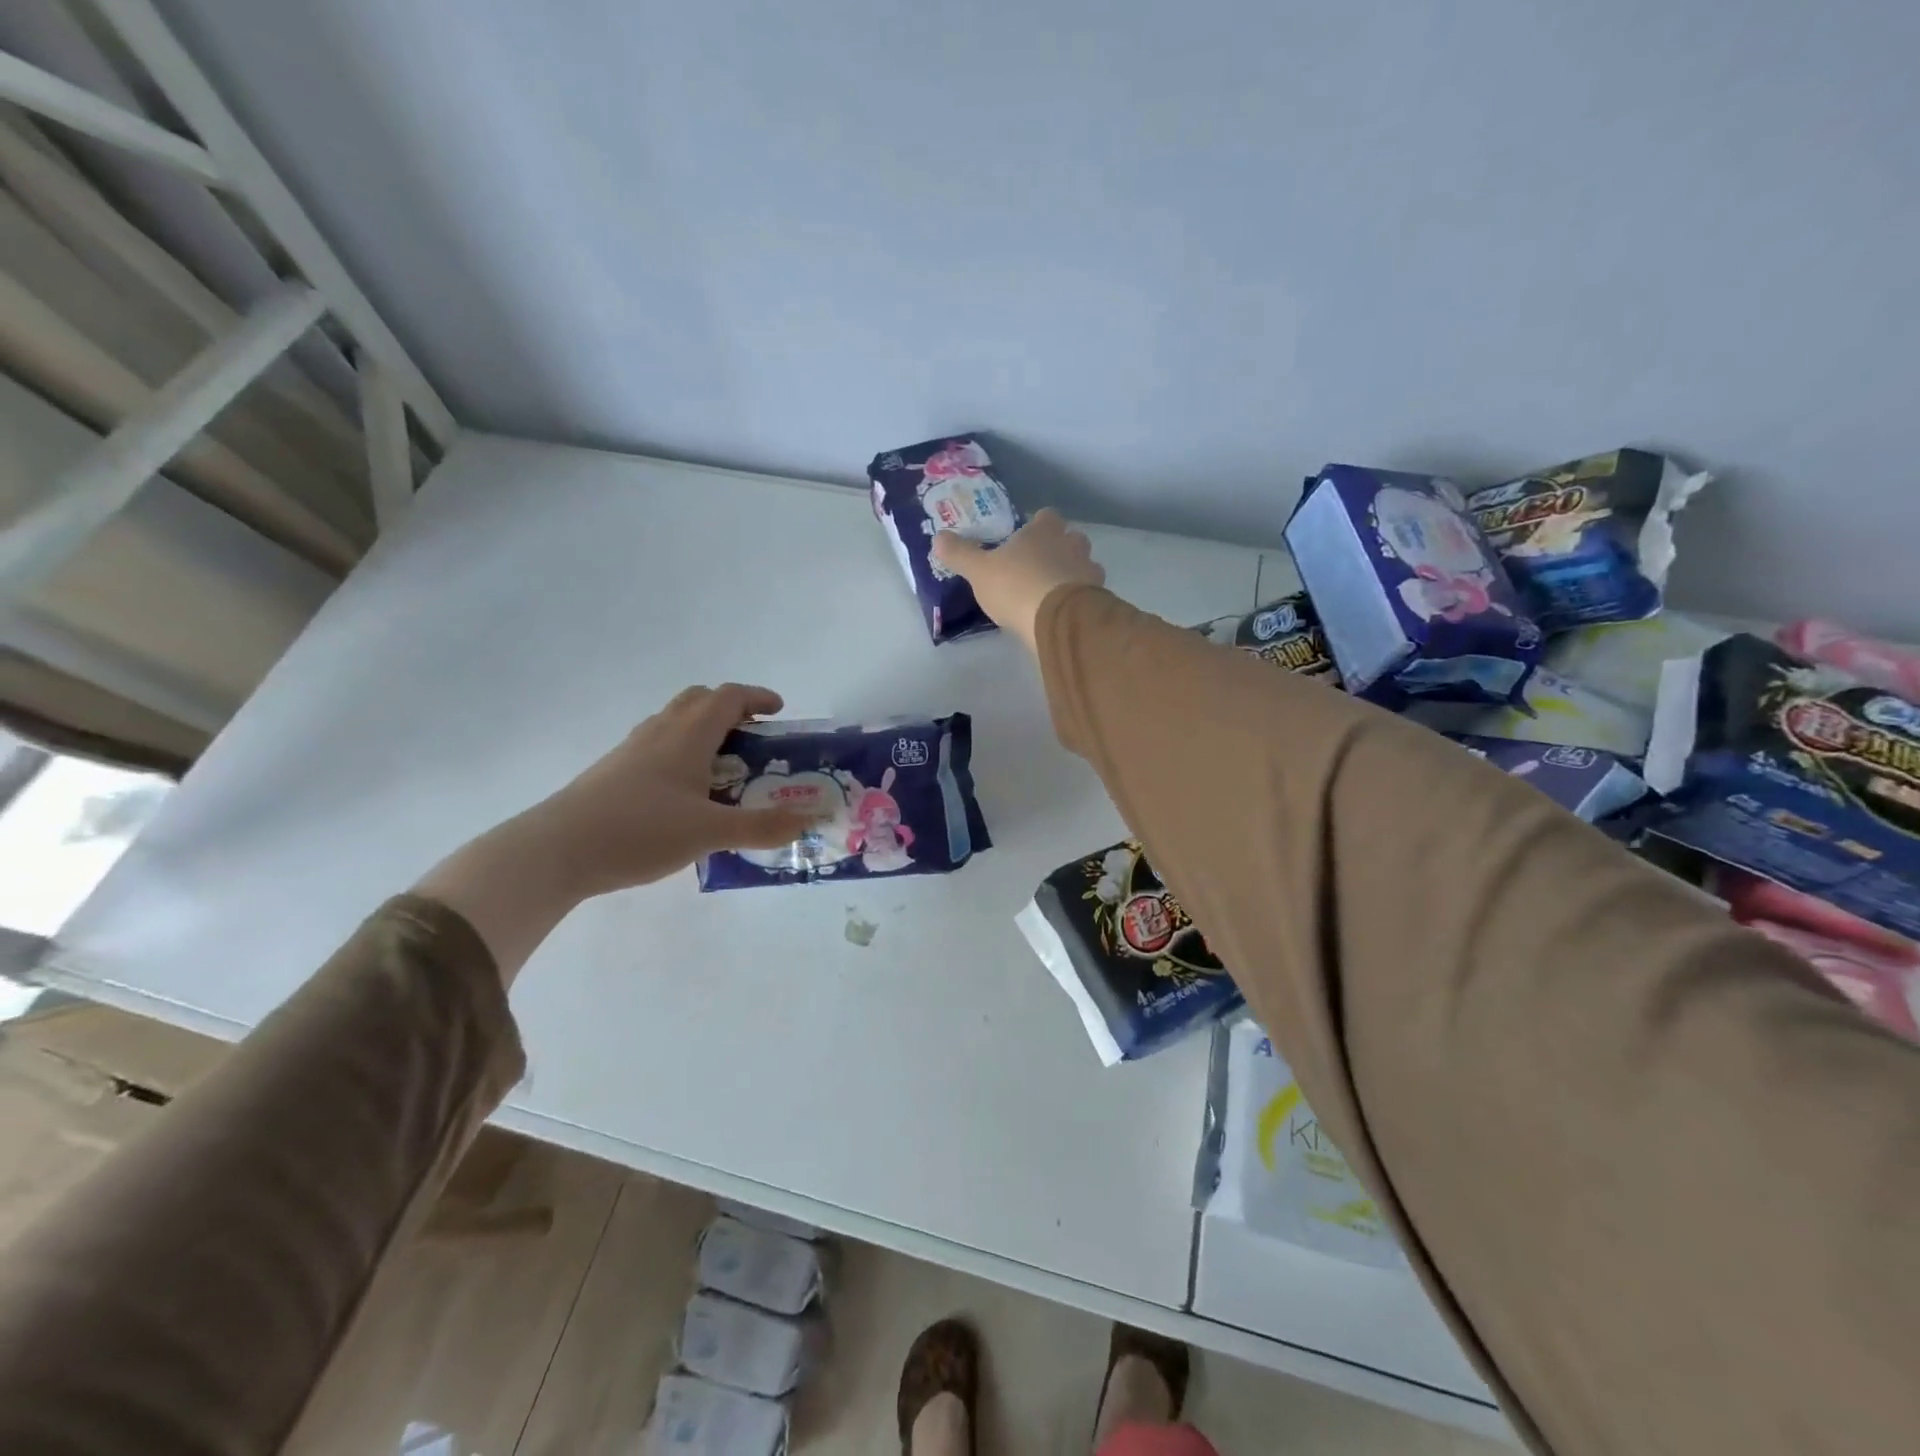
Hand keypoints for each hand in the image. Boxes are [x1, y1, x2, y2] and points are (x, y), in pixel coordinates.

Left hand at [540, 683, 820, 895]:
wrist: (557, 850)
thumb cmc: (640, 830)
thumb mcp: (710, 832)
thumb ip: (761, 827)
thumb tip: (807, 822)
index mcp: (688, 735)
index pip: (728, 697)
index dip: (757, 697)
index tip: (779, 711)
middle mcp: (660, 732)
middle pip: (698, 700)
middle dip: (730, 708)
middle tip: (753, 735)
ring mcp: (632, 750)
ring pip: (674, 721)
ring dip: (703, 729)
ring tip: (723, 765)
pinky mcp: (613, 772)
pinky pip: (657, 746)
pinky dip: (681, 752)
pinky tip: (685, 792)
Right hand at [932, 508, 1103, 651]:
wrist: (1057, 620)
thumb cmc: (1015, 586)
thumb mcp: (978, 571)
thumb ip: (960, 554)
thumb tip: (938, 537)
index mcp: (1043, 531)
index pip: (1046, 516)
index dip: (1038, 524)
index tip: (1026, 537)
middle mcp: (1070, 544)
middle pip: (1071, 537)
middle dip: (1060, 547)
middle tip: (1040, 565)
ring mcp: (1088, 570)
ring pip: (1084, 563)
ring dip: (1073, 572)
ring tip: (1055, 590)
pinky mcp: (1098, 597)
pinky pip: (1091, 592)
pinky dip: (1081, 597)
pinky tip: (1066, 610)